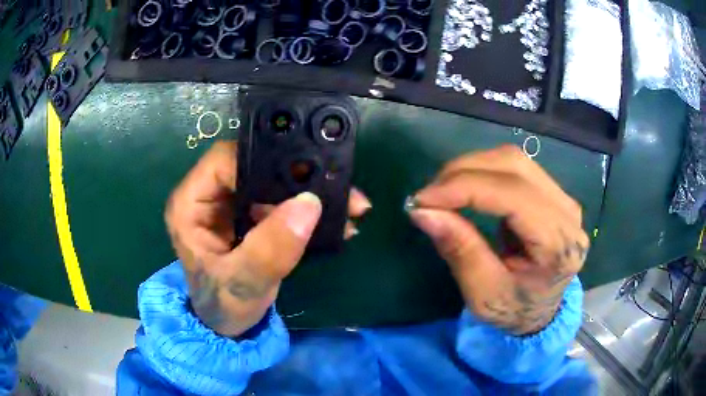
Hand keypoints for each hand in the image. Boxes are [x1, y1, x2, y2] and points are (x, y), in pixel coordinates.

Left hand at [165, 141, 370, 336]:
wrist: (228, 326)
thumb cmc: (223, 307)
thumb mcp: (243, 284)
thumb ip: (270, 250)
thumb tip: (308, 204)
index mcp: (190, 203)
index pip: (225, 160)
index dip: (262, 162)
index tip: (304, 179)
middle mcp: (207, 195)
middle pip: (252, 165)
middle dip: (296, 175)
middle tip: (336, 190)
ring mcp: (230, 203)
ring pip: (271, 179)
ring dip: (308, 191)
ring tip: (348, 206)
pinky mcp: (249, 214)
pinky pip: (281, 199)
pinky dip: (307, 208)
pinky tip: (335, 220)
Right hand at [408, 145, 588, 334]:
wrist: (540, 313)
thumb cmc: (513, 311)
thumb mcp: (483, 294)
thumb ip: (460, 250)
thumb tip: (423, 211)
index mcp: (559, 245)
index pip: (513, 196)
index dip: (465, 188)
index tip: (422, 199)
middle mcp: (568, 213)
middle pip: (514, 166)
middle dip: (464, 172)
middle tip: (429, 196)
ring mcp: (564, 199)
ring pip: (514, 159)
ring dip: (472, 168)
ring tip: (444, 192)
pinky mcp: (553, 193)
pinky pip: (516, 167)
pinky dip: (484, 171)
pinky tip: (467, 189)